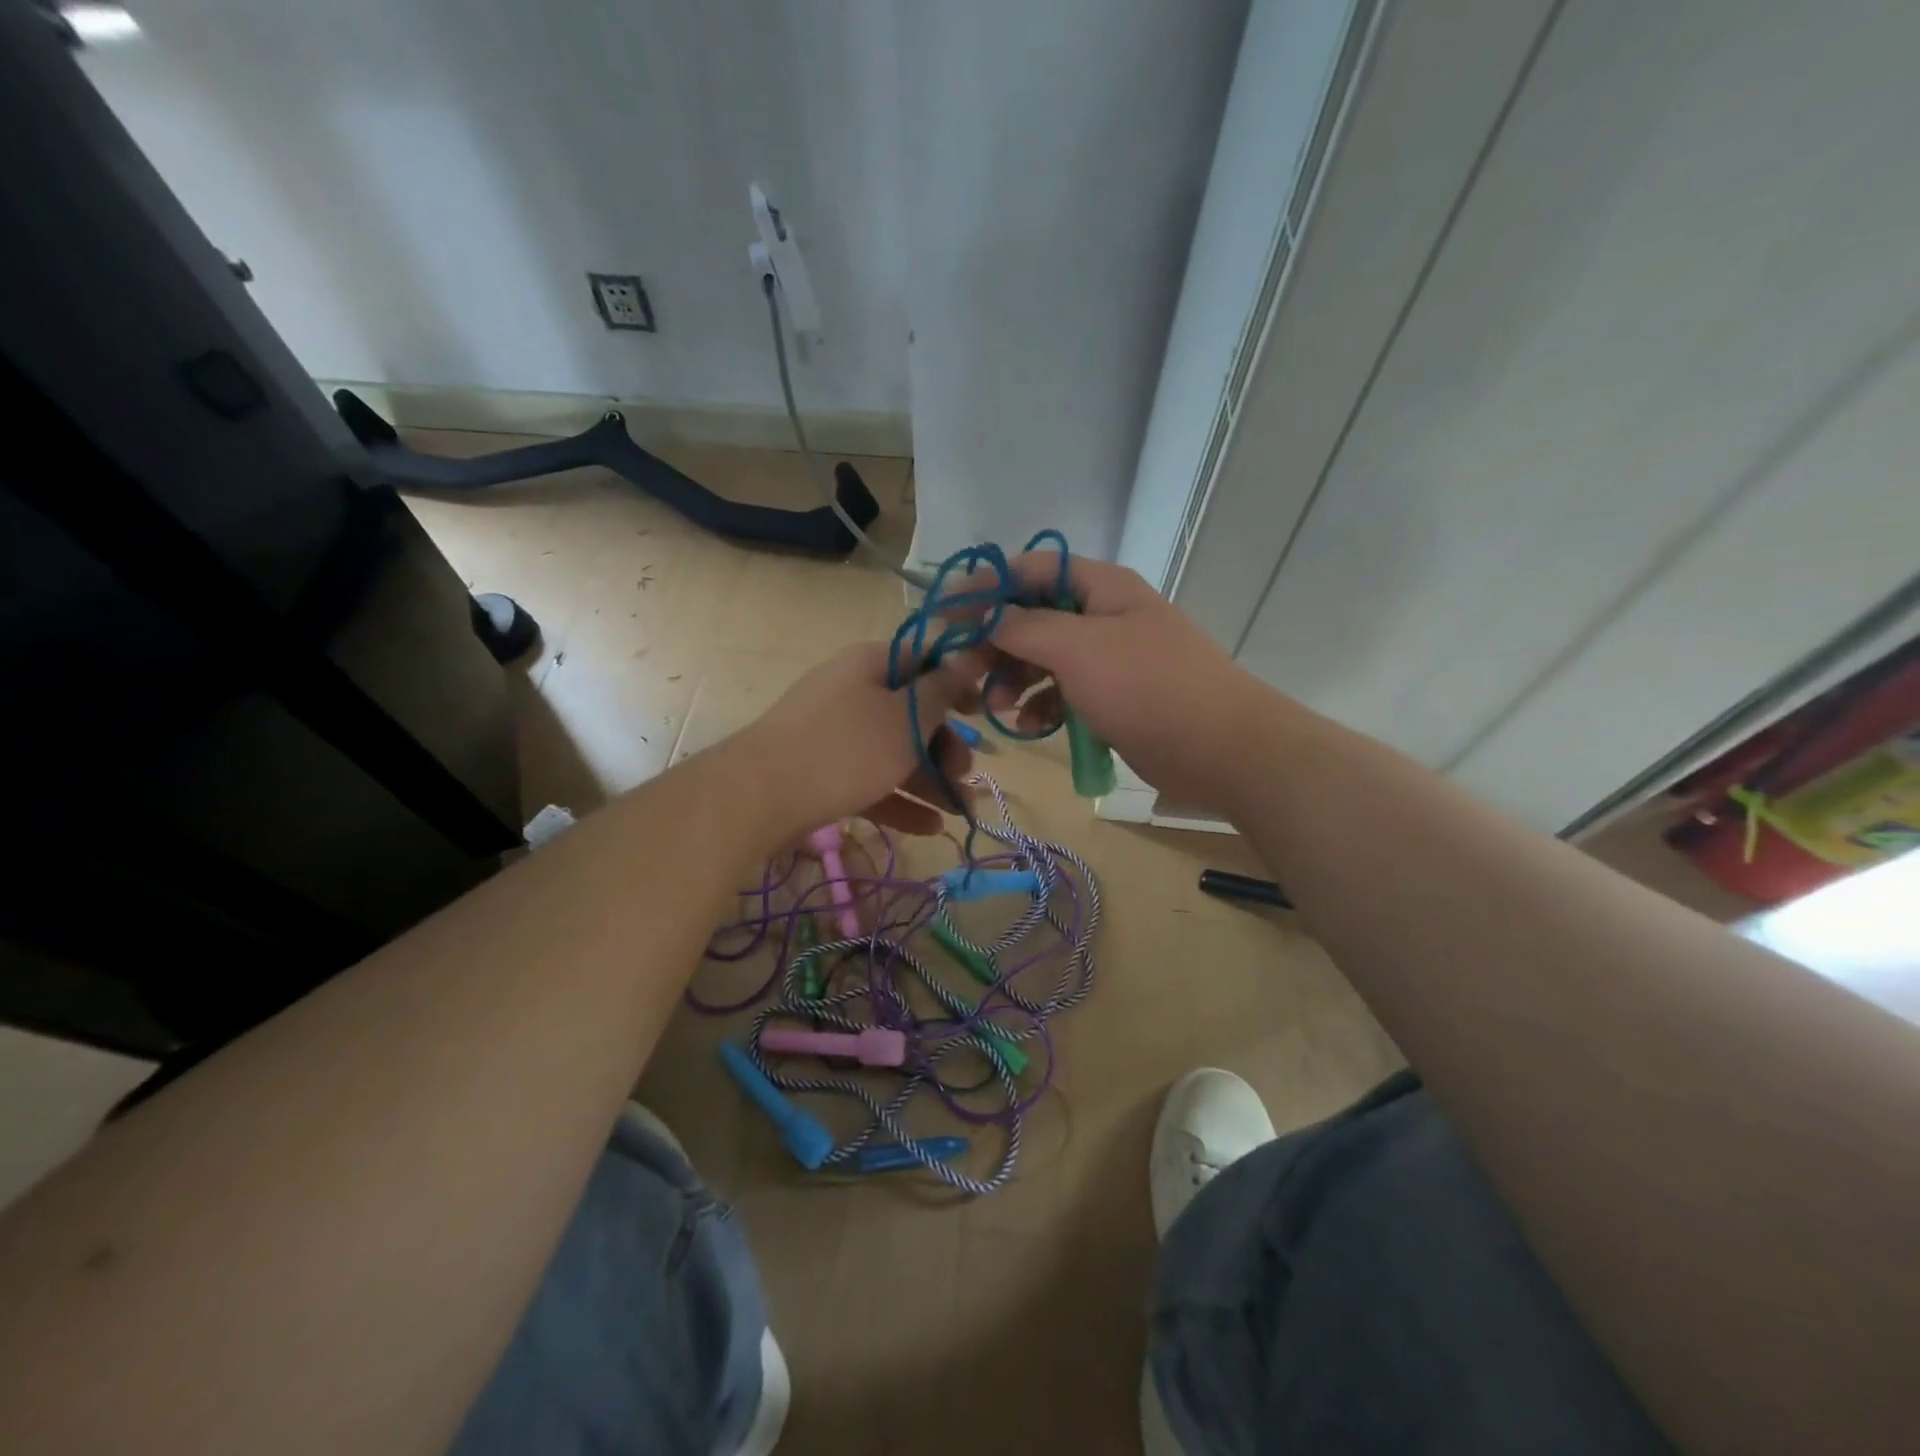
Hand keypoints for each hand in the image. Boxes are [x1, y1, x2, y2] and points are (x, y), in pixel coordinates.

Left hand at [740, 641, 988, 836]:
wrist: (760, 796)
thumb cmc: (846, 748)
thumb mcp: (907, 717)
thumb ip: (942, 690)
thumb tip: (969, 656)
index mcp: (871, 665)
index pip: (924, 660)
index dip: (957, 682)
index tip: (982, 712)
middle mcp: (853, 693)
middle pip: (912, 713)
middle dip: (946, 745)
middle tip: (967, 773)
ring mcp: (836, 735)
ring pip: (894, 752)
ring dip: (931, 780)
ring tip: (962, 810)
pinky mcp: (824, 774)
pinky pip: (872, 781)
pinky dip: (901, 801)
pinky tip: (931, 827)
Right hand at [983, 552, 1276, 810]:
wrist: (1221, 748)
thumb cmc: (1147, 687)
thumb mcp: (1078, 649)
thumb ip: (1025, 627)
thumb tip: (987, 613)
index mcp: (1101, 586)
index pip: (1032, 568)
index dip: (988, 585)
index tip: (947, 613)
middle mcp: (1104, 614)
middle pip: (1034, 615)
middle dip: (997, 642)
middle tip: (965, 673)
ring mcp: (1110, 657)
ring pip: (1046, 657)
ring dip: (1015, 679)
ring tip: (996, 709)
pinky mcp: (1114, 696)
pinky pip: (1065, 691)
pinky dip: (1043, 705)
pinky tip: (1030, 726)